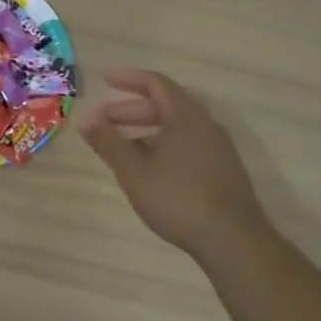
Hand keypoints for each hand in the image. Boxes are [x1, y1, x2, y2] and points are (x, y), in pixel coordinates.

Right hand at [80, 68, 267, 253]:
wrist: (233, 242)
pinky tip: (149, 168)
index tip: (103, 79)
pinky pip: (187, 143)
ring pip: (176, 127)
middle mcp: (206, 125)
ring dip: (145, 129)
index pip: (156, 83)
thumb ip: (108, 141)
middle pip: (165, 105)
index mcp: (186, 116)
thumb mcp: (134, 170)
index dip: (128, 78)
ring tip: (121, 146)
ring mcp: (218, 148)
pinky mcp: (223, 170)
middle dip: (130, 109)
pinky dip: (162, 144)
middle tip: (104, 121)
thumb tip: (86, 118)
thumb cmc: (178, 199)